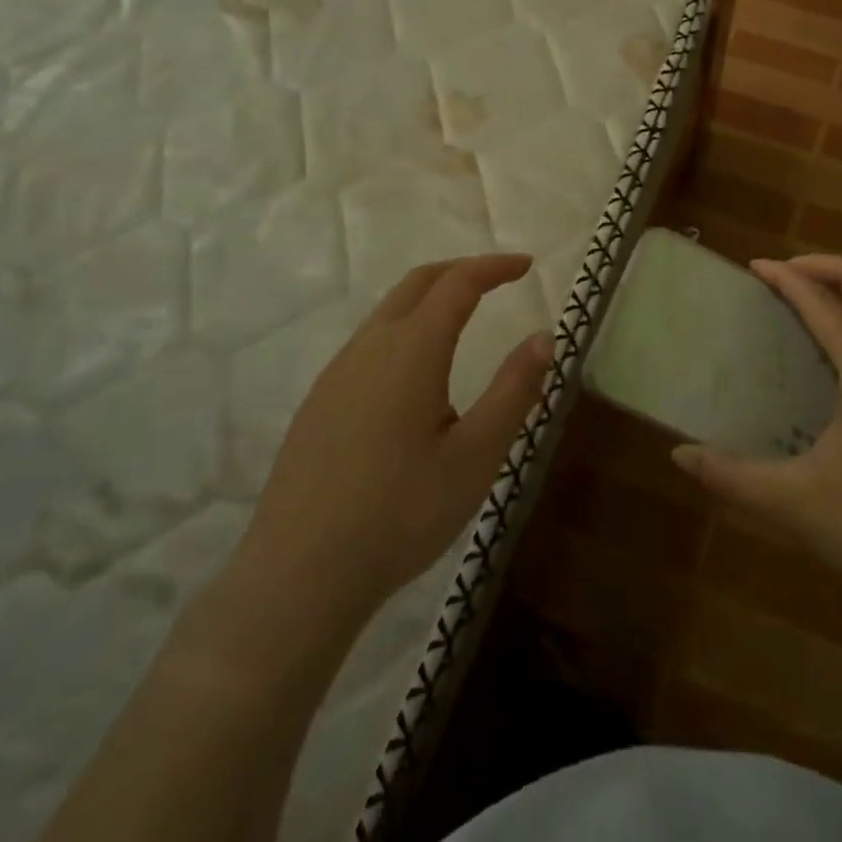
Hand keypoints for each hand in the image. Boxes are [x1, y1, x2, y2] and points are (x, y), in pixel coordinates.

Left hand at [228, 254, 552, 633]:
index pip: (459, 283)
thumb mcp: (475, 456)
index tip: (527, 265)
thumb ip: (514, 390)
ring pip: (389, 311)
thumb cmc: (400, 514)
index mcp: (412, 349)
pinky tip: (414, 375)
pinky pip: (368, 343)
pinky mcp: (318, 402)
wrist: (298, 576)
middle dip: (461, 270)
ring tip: (463, 319)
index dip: (495, 267)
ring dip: (430, 299)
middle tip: (498, 279)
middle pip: (418, 283)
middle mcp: (370, 346)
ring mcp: (337, 373)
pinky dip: (404, 328)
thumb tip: (543, 337)